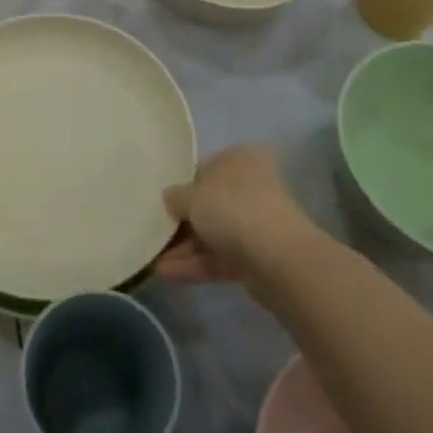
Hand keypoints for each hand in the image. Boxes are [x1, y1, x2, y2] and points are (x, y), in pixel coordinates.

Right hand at [153, 144, 314, 285]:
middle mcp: (252, 186)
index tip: (158, 203)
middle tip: (153, 233)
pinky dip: (197, 264)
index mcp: (240, 159)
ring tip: (153, 261)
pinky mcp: (259, 257)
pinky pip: (221, 257)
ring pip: (214, 233)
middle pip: (208, 204)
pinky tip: (168, 273)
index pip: (203, 169)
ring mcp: (257, 224)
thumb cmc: (232, 209)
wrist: (279, 259)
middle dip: (180, 223)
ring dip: (184, 248)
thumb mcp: (191, 195)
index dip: (179, 186)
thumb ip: (175, 196)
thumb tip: (169, 198)